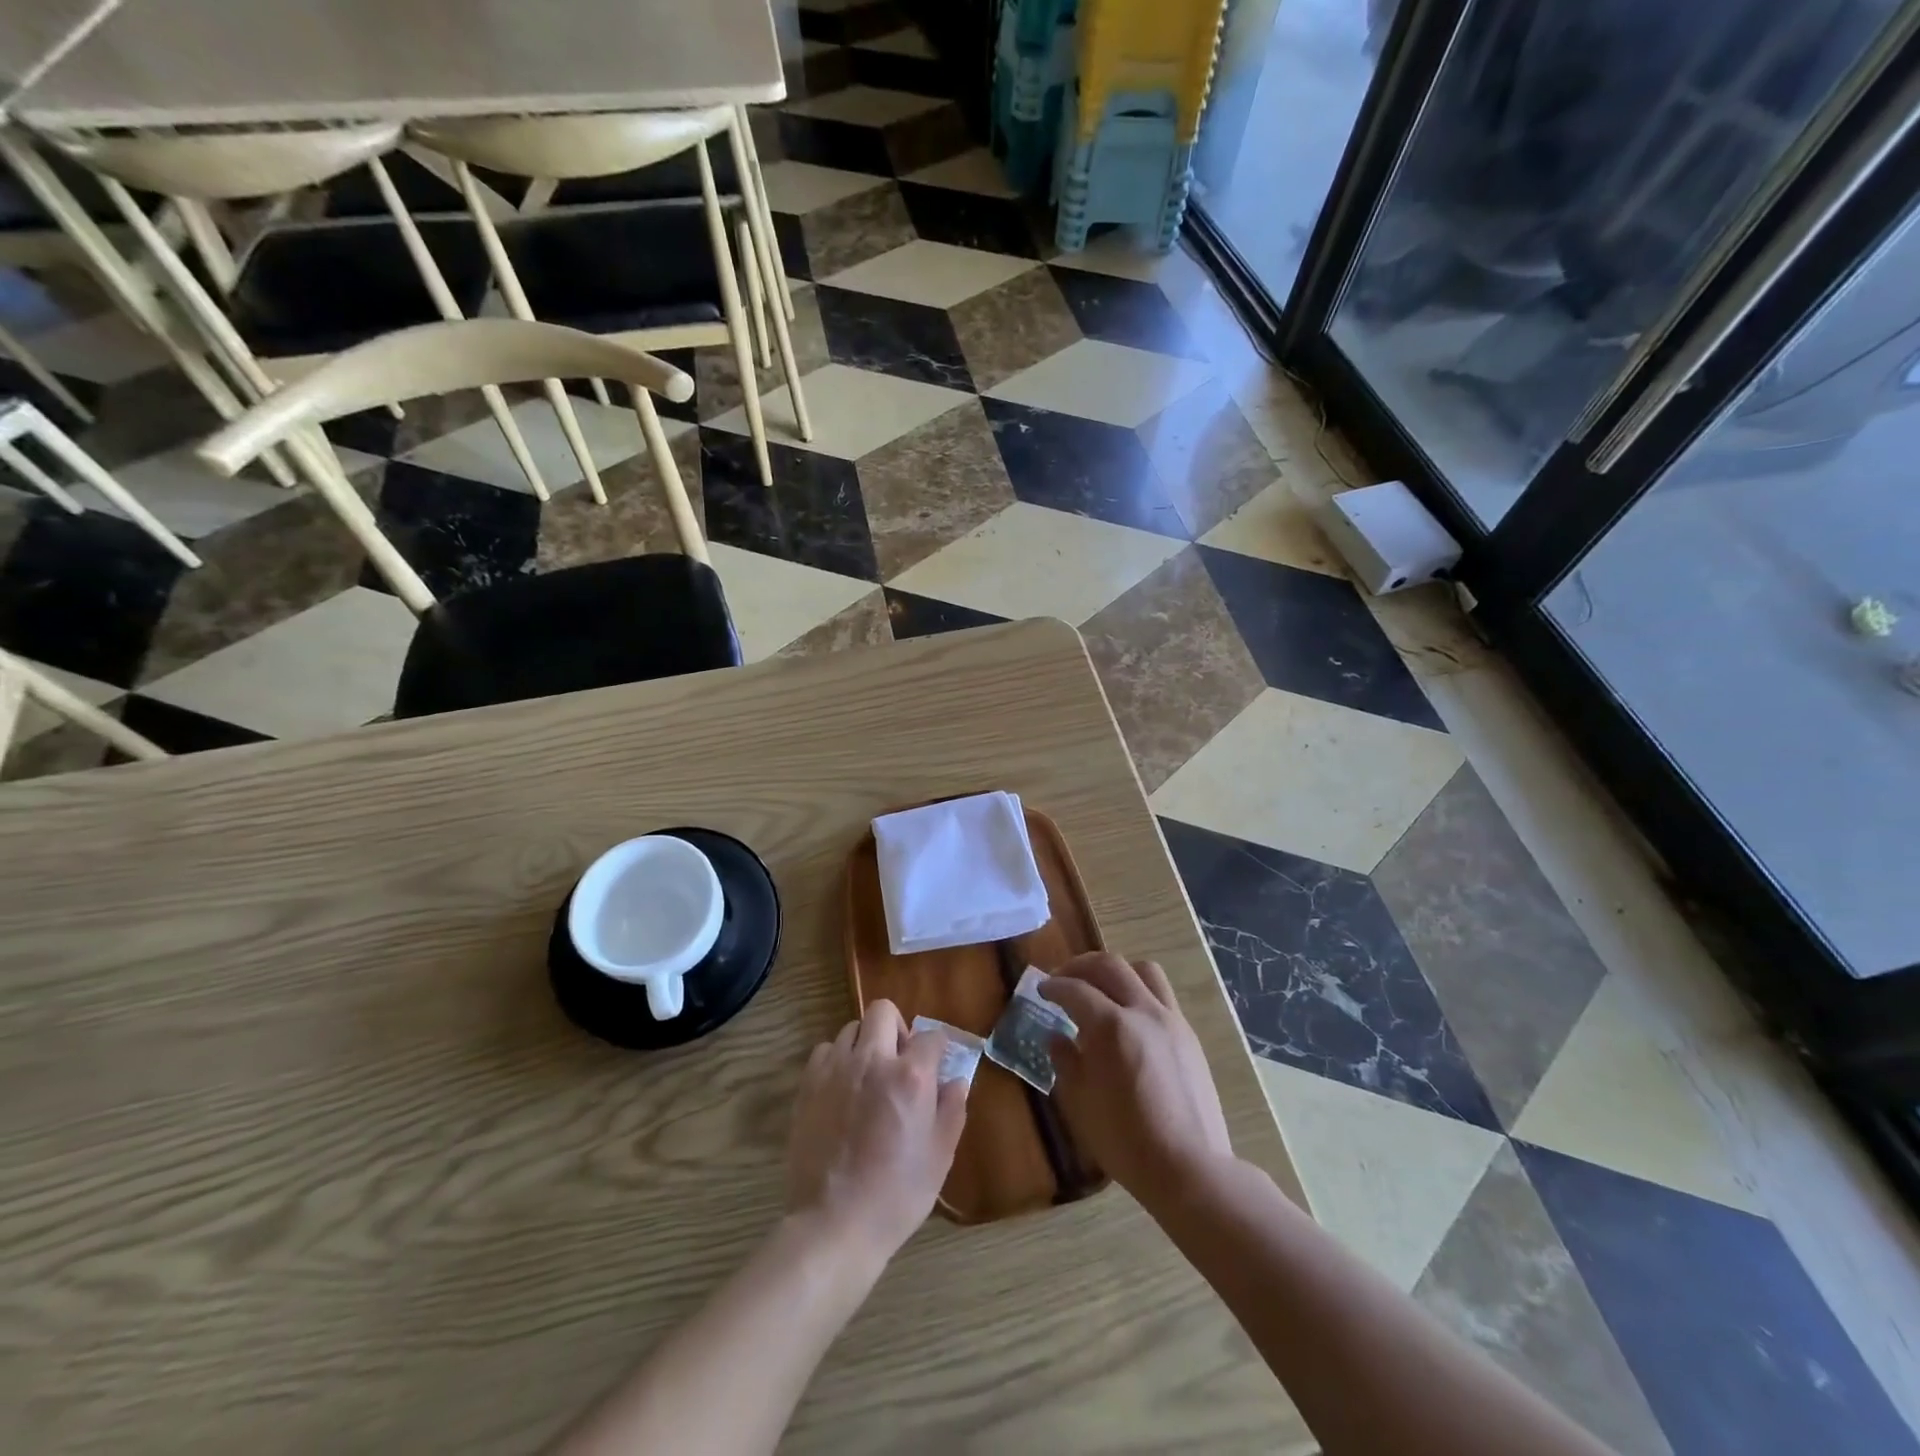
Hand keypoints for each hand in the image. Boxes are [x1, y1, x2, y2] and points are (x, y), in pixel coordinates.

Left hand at [786, 1000, 967, 1262]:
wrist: (835, 1224)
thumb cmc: (897, 1194)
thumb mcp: (940, 1156)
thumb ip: (952, 1110)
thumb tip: (955, 1081)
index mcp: (911, 1076)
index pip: (931, 1036)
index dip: (938, 1048)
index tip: (937, 1064)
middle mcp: (873, 1060)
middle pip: (883, 1011)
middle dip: (897, 1028)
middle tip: (900, 1061)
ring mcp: (836, 1069)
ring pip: (851, 1028)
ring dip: (865, 1043)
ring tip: (868, 1076)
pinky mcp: (808, 1084)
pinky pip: (825, 1051)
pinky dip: (836, 1060)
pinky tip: (842, 1088)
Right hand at [1040, 953, 1234, 1207]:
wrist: (1188, 1168)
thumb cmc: (1125, 1140)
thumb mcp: (1080, 1102)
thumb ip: (1066, 1061)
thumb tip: (1056, 1037)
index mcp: (1111, 1026)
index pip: (1075, 989)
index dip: (1053, 986)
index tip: (1041, 989)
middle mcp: (1142, 1011)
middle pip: (1110, 966)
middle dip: (1081, 966)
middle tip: (1063, 978)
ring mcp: (1170, 1020)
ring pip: (1143, 971)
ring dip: (1116, 971)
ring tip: (1100, 987)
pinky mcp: (1188, 1035)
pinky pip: (1162, 995)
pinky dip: (1139, 991)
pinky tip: (1128, 1017)